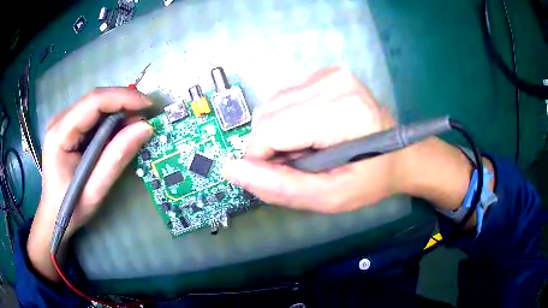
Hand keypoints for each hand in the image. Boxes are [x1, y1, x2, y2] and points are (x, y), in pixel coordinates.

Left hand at [28, 88, 152, 280]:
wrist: (53, 216)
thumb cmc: (70, 208)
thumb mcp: (95, 190)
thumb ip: (116, 158)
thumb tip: (145, 128)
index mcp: (59, 134)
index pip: (93, 102)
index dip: (123, 98)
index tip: (149, 106)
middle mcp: (59, 120)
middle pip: (95, 100)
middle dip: (123, 104)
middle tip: (146, 117)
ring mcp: (63, 122)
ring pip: (95, 106)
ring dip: (118, 112)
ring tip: (136, 126)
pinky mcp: (68, 127)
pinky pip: (93, 116)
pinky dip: (110, 121)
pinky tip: (120, 132)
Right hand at [224, 67, 493, 218]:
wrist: (401, 154)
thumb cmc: (370, 179)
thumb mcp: (328, 197)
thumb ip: (279, 187)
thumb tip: (231, 170)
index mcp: (341, 111)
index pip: (269, 130)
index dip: (263, 158)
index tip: (283, 174)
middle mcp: (333, 81)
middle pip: (266, 115)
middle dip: (272, 146)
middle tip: (300, 163)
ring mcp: (330, 73)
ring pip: (271, 105)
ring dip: (279, 133)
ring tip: (308, 148)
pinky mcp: (326, 73)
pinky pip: (284, 98)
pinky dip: (287, 119)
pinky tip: (310, 131)